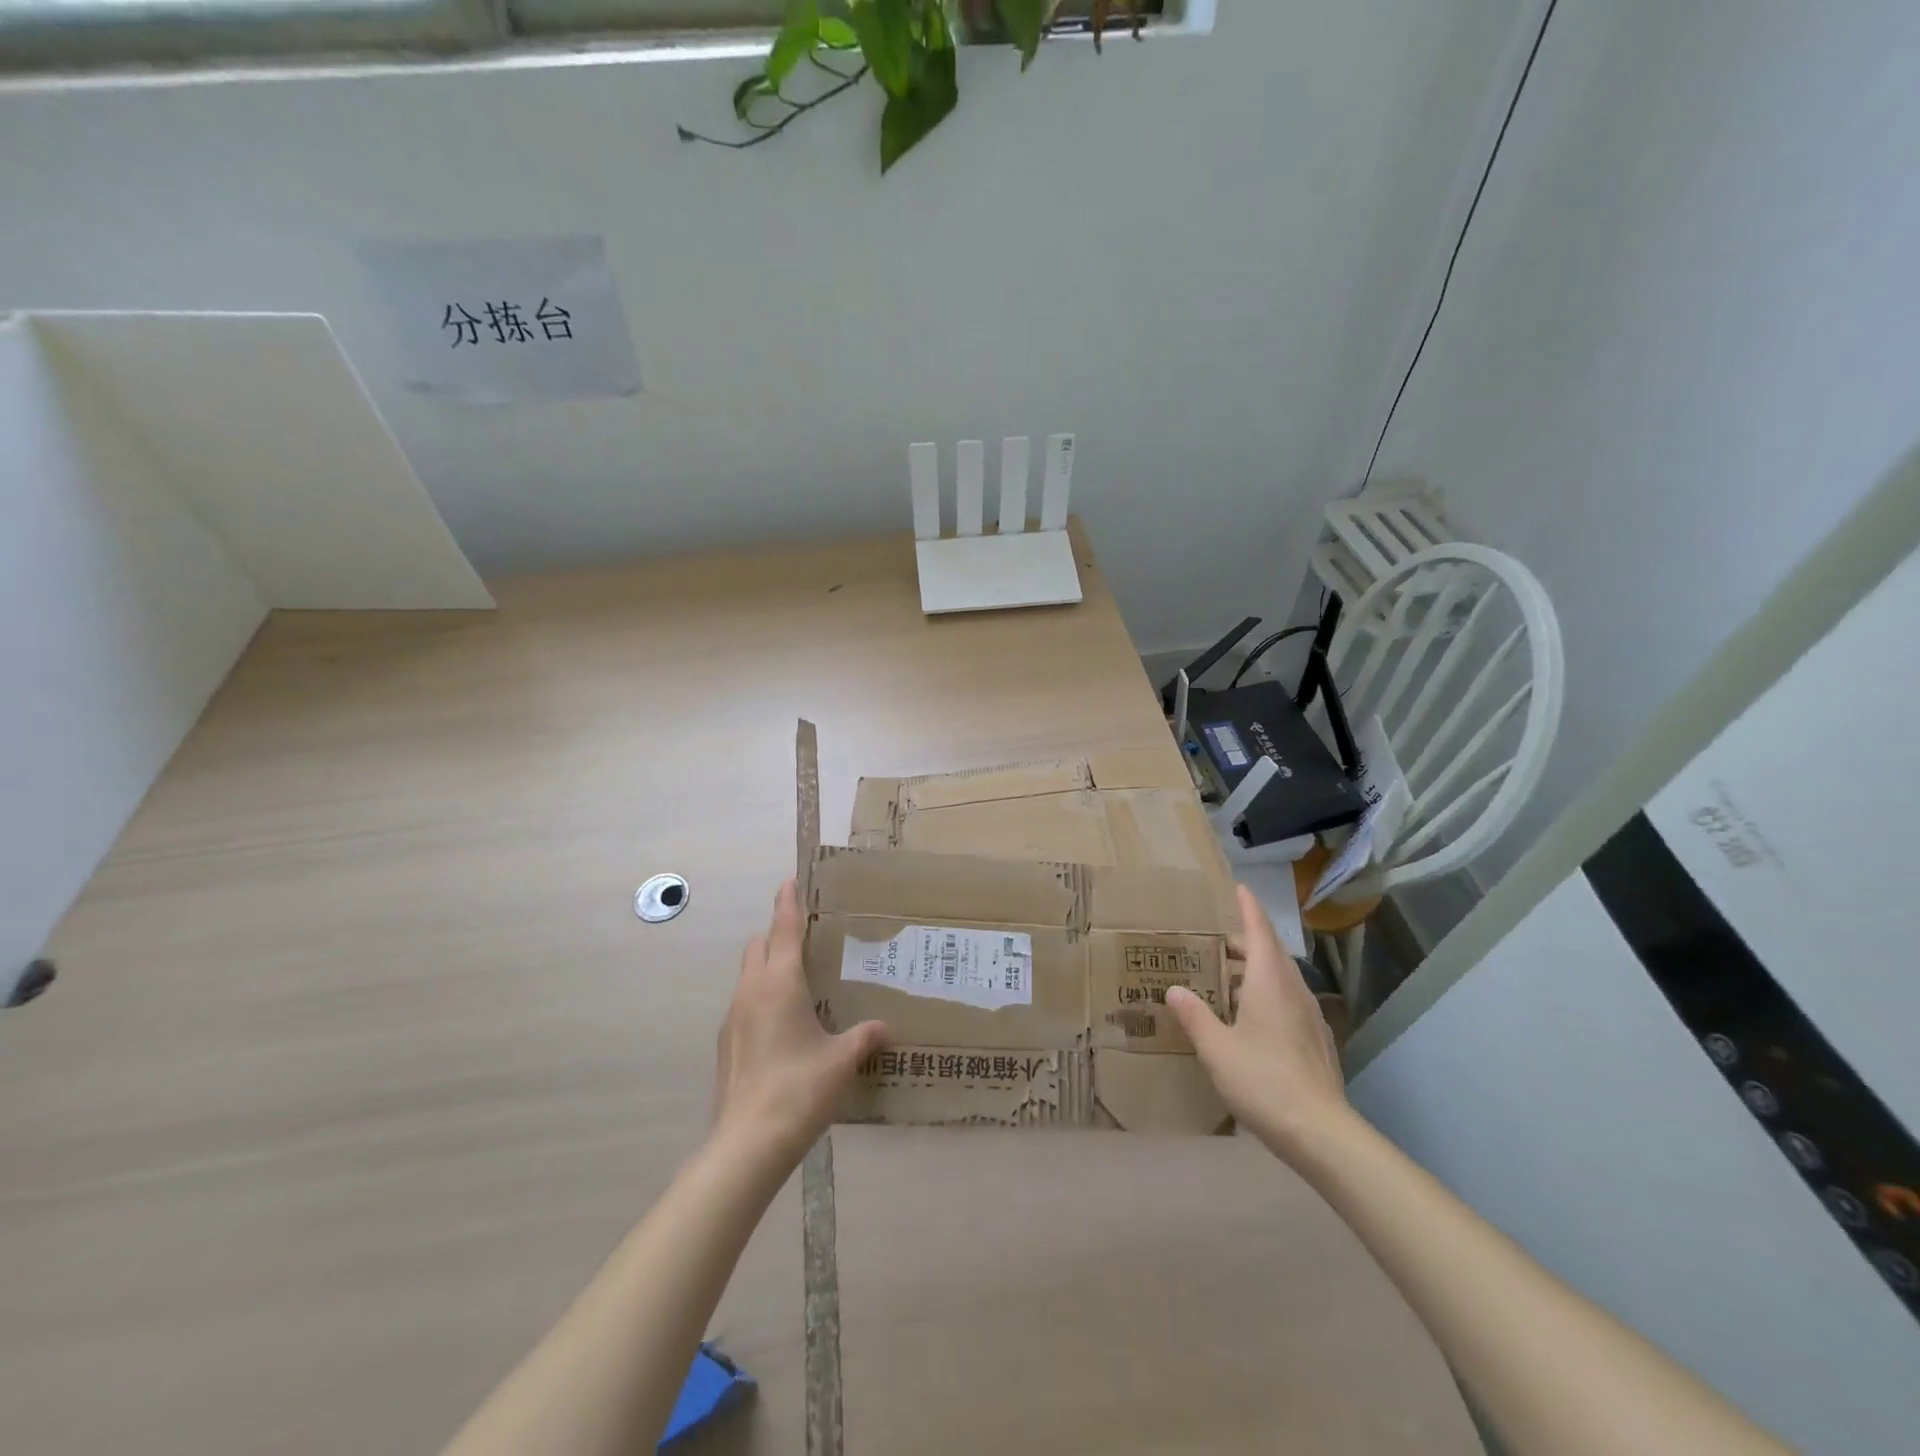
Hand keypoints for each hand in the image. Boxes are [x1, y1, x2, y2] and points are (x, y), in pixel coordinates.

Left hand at [711, 880, 887, 1171]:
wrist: (747, 1144)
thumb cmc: (799, 1090)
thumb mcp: (842, 1060)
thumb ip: (865, 1037)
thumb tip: (887, 1028)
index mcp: (779, 983)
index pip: (784, 930)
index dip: (788, 903)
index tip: (790, 881)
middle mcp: (751, 991)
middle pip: (759, 946)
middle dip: (778, 934)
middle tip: (807, 938)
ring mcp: (733, 1018)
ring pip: (748, 975)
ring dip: (769, 967)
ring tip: (800, 983)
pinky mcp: (726, 1044)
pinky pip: (744, 1004)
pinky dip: (761, 998)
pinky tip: (784, 1026)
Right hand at [1166, 884, 1350, 1160]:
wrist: (1321, 1132)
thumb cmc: (1263, 1081)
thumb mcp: (1216, 1048)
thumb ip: (1194, 1016)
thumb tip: (1175, 990)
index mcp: (1269, 982)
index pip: (1259, 932)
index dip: (1249, 908)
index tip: (1240, 887)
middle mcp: (1293, 990)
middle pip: (1272, 952)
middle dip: (1249, 939)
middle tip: (1220, 938)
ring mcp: (1310, 1016)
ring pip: (1282, 977)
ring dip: (1258, 968)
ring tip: (1230, 976)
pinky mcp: (1317, 1040)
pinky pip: (1289, 1000)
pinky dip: (1268, 992)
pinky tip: (1252, 1016)